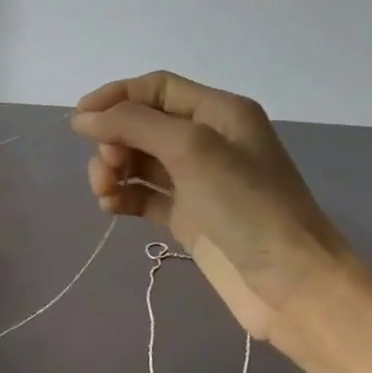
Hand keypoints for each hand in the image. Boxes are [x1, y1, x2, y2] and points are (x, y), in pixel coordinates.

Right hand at [71, 71, 355, 337]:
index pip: (157, 88)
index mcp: (219, 112)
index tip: (80, 120)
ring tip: (105, 193)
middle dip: (115, 140)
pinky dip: (124, 196)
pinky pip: (144, 195)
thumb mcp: (191, 149)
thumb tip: (82, 117)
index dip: (116, 97)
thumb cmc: (246, 205)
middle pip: (143, 124)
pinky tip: (112, 207)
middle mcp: (208, 140)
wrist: (291, 285)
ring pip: (139, 160)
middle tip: (107, 168)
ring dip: (114, 170)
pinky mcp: (189, 217)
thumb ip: (133, 125)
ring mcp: (198, 181)